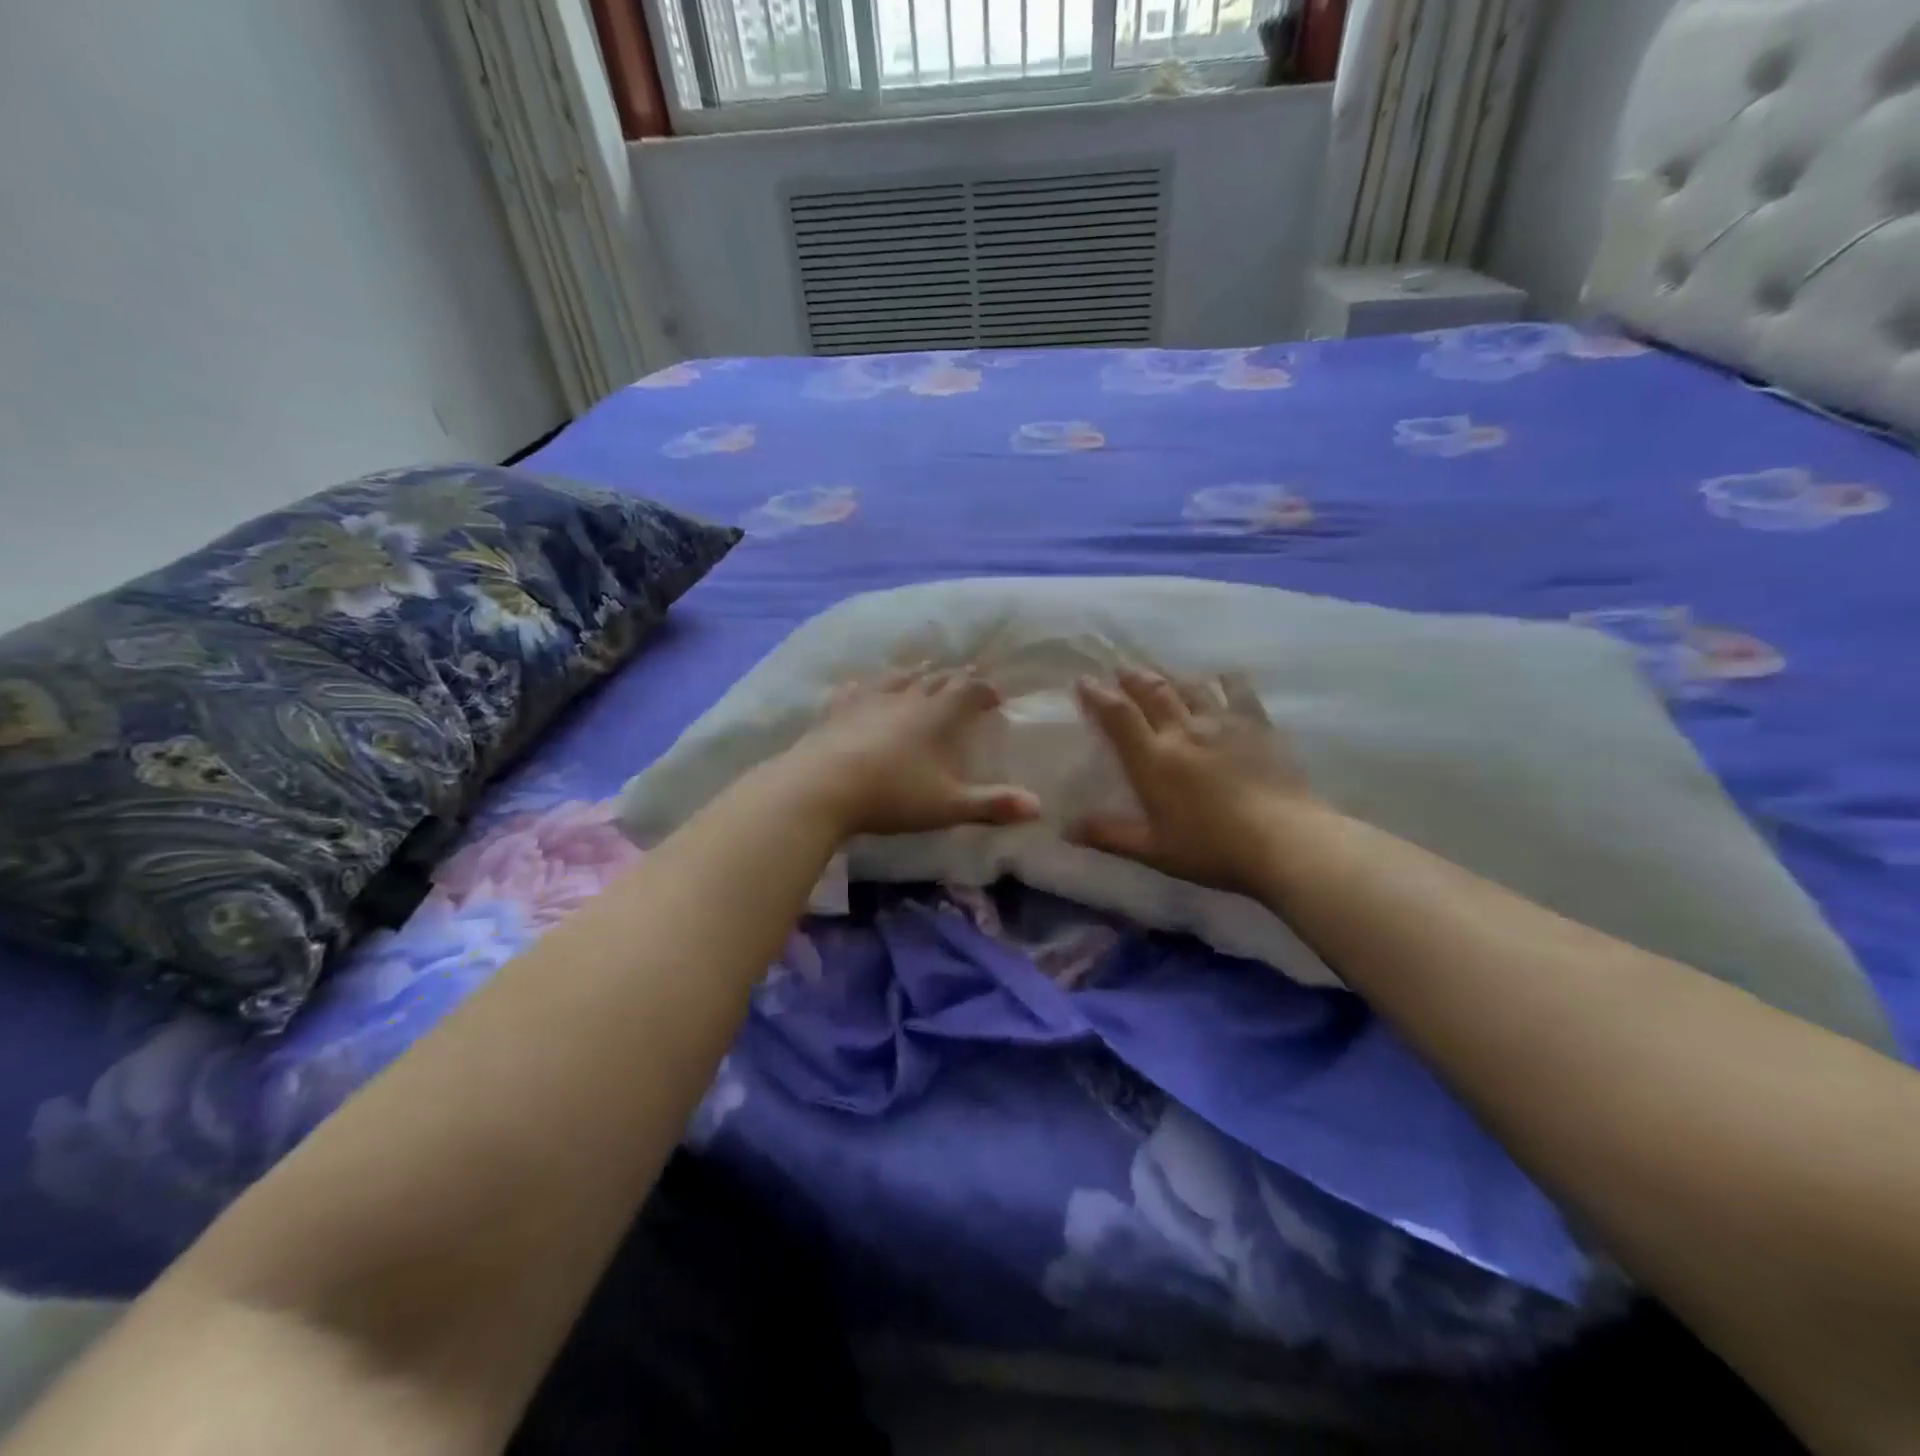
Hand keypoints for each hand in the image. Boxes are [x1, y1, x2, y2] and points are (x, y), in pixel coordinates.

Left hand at [781, 664, 1041, 837]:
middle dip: (955, 677)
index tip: (997, 695)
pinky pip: (855, 689)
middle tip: (966, 677)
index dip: (985, 690)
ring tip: (924, 669)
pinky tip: (861, 685)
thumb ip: (992, 805)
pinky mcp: (837, 710)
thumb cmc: (891, 795)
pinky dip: (866, 685)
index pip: (968, 691)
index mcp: (936, 716)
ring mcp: (868, 700)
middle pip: (935, 679)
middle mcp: (905, 698)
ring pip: (897, 677)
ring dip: (915, 673)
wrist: (821, 788)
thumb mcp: (947, 806)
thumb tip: (1038, 807)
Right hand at [1072, 667, 1320, 895]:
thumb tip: (1066, 828)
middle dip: (1132, 677)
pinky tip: (1222, 677)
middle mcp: (1184, 731)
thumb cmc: (1212, 849)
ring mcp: (1223, 724)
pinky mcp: (1258, 726)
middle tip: (1120, 669)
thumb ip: (1109, 835)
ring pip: (1191, 687)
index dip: (1098, 695)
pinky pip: (1238, 692)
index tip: (1084, 681)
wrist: (1286, 842)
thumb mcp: (1153, 850)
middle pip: (1153, 692)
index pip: (1118, 716)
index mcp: (1153, 760)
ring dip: (1170, 676)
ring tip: (1160, 672)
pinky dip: (1225, 681)